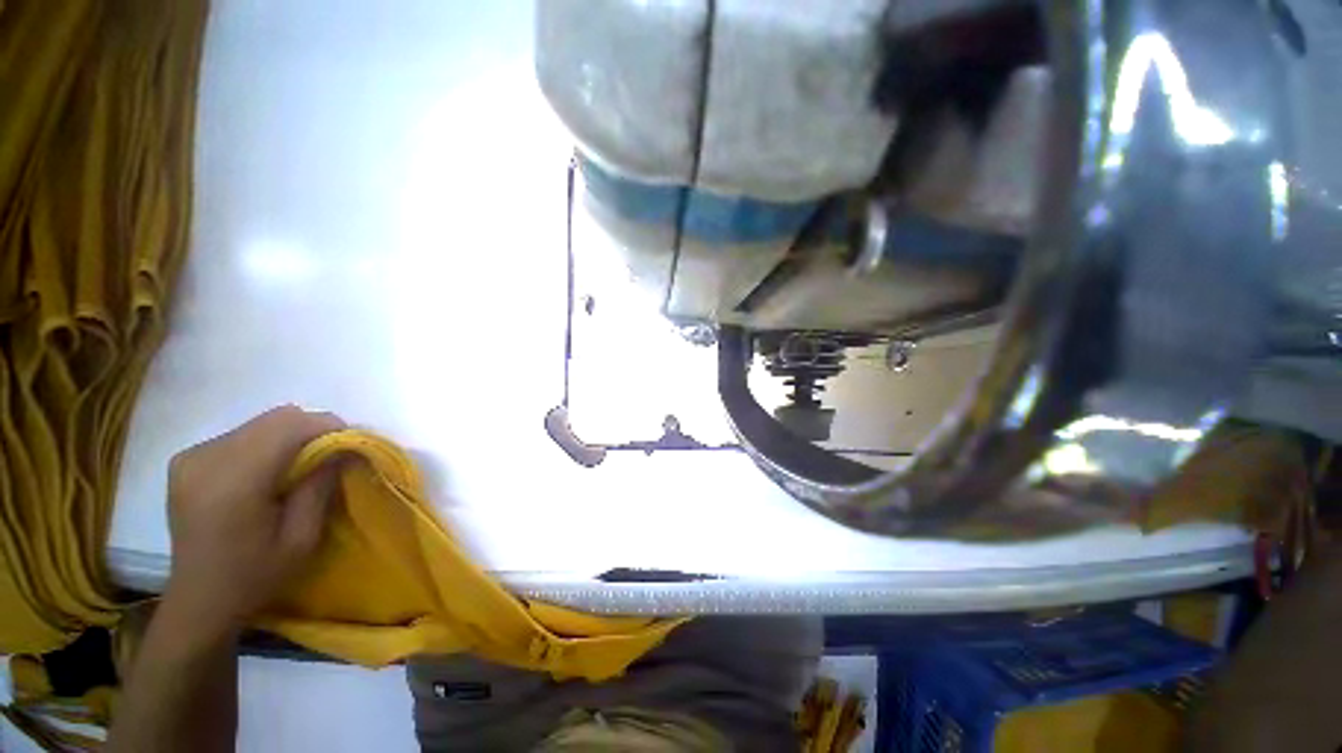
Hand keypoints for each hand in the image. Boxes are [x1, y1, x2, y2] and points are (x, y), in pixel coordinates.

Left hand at [162, 405, 345, 637]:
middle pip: (275, 418)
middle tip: (330, 456)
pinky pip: (241, 434)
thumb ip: (320, 486)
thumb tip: (343, 448)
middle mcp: (206, 459)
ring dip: (289, 437)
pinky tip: (266, 472)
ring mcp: (191, 456)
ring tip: (299, 467)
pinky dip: (266, 444)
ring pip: (260, 423)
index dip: (328, 427)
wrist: (200, 600)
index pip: (290, 426)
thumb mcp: (302, 537)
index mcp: (233, 482)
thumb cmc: (256, 575)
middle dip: (311, 430)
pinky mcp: (187, 459)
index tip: (350, 446)